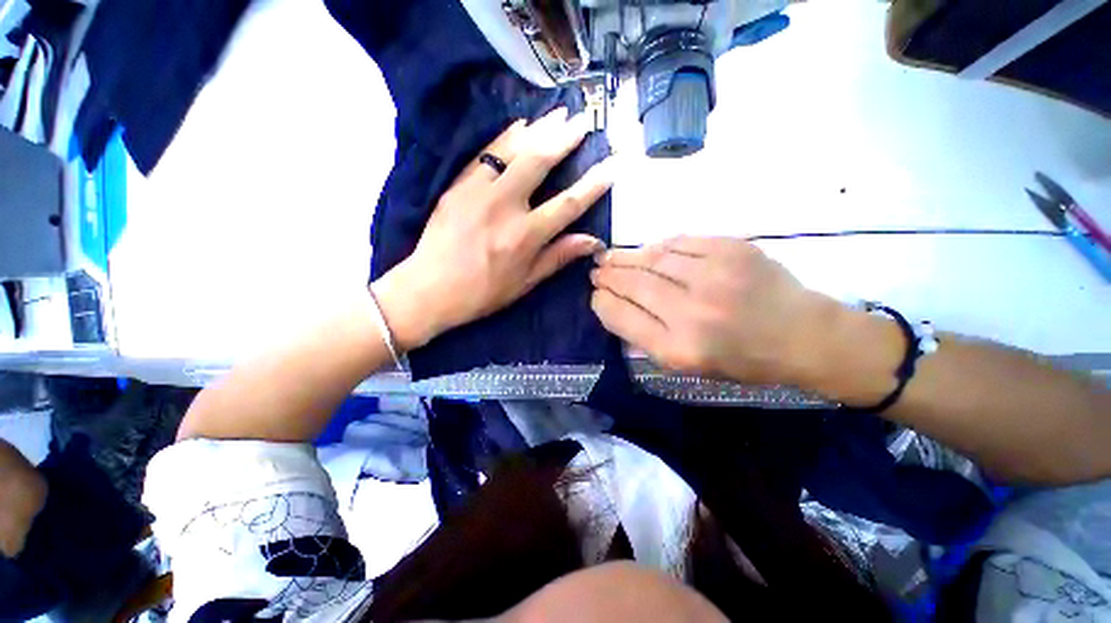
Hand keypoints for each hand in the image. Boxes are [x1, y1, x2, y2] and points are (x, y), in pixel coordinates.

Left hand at [372, 109, 613, 350]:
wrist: (429, 289)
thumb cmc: (482, 292)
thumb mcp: (525, 282)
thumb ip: (558, 257)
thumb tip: (592, 241)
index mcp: (525, 236)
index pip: (568, 204)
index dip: (593, 184)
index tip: (611, 165)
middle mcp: (505, 207)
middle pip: (540, 162)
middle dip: (565, 138)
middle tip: (583, 120)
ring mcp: (478, 191)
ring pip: (513, 149)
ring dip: (539, 129)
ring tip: (558, 114)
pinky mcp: (458, 185)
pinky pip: (486, 153)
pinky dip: (506, 136)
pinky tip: (520, 125)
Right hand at [591, 236, 842, 385]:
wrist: (803, 335)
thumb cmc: (742, 360)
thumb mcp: (687, 366)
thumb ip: (646, 337)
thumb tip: (616, 304)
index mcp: (677, 349)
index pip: (620, 316)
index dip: (601, 302)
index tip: (595, 294)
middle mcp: (691, 312)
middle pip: (633, 284)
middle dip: (608, 275)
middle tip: (597, 269)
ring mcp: (713, 275)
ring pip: (652, 258)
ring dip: (626, 257)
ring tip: (612, 256)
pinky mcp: (731, 249)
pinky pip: (679, 242)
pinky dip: (658, 246)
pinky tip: (650, 251)